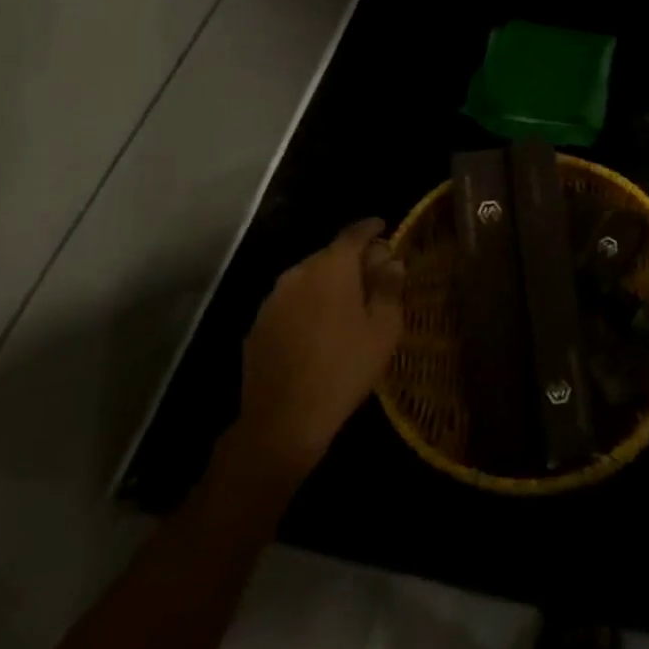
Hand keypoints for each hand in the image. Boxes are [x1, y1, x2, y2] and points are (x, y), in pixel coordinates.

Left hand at [216, 218, 404, 492]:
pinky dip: (307, 306)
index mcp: (332, 267)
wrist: (282, 421)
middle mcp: (298, 273)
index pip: (354, 233)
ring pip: (308, 279)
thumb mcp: (383, 329)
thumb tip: (391, 262)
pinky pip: (290, 303)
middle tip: (372, 276)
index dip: (371, 228)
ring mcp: (273, 299)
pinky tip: (318, 331)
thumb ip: (389, 288)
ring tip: (346, 306)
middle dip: (352, 260)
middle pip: (330, 255)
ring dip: (328, 284)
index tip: (384, 227)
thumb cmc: (344, 368)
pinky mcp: (257, 325)